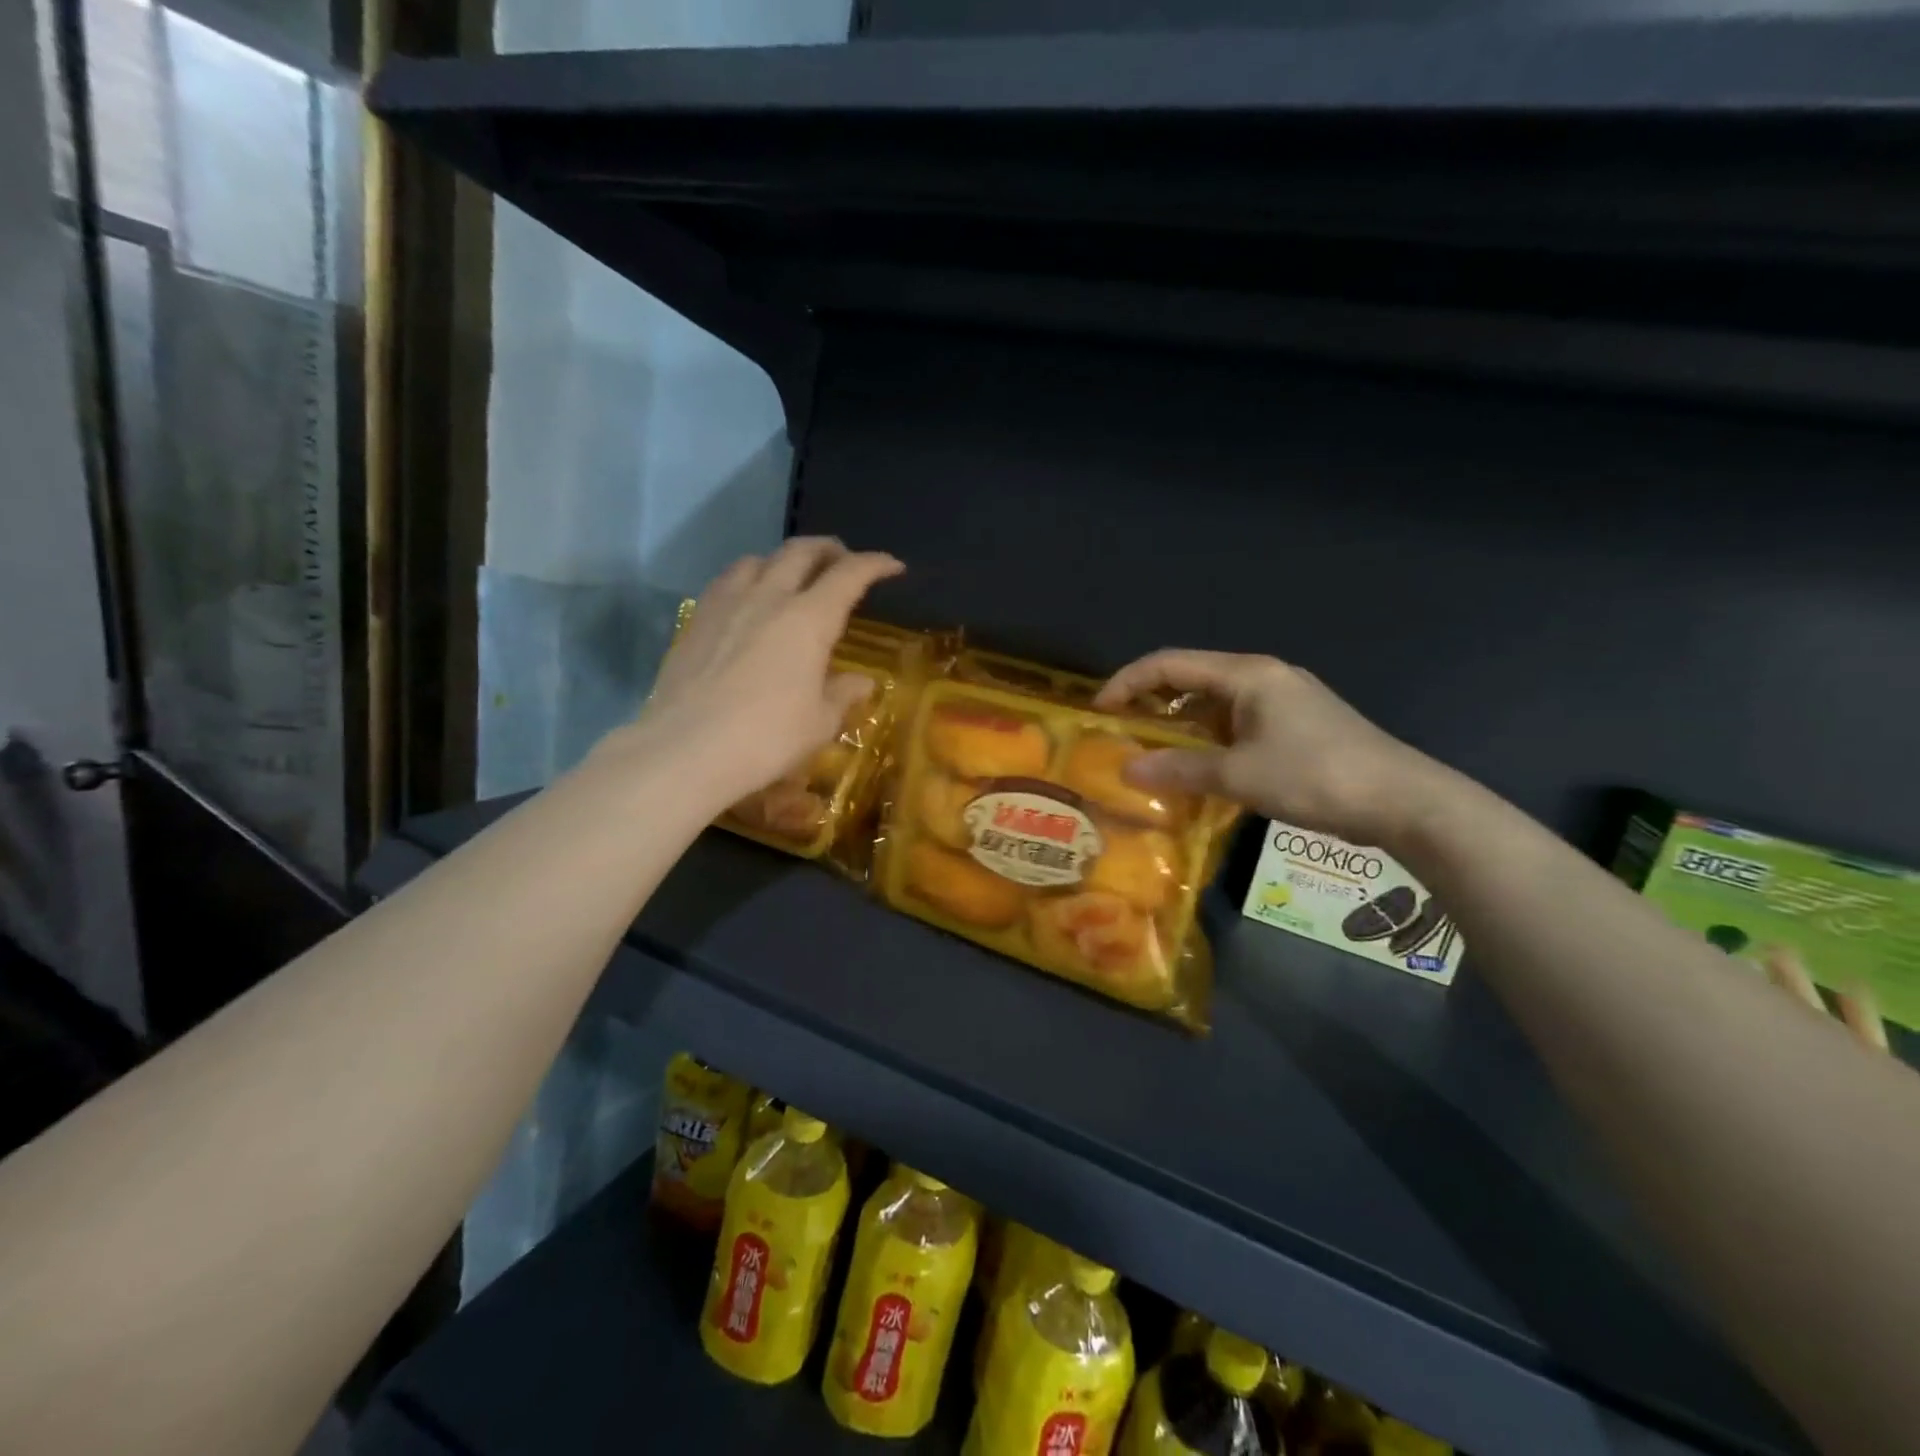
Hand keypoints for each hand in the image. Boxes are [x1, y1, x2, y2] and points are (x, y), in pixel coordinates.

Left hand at [614, 538, 903, 807]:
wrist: (686, 749)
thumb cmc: (766, 738)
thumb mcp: (819, 723)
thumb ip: (843, 694)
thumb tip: (862, 682)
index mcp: (809, 619)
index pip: (850, 574)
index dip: (875, 564)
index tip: (893, 566)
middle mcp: (769, 597)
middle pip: (802, 552)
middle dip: (830, 550)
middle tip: (844, 561)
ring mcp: (727, 604)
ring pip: (759, 559)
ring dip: (784, 561)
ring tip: (793, 578)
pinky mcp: (696, 619)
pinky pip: (727, 581)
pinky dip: (749, 578)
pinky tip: (748, 601)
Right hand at [1094, 649, 1448, 850]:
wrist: (1404, 800)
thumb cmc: (1316, 777)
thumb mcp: (1239, 776)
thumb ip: (1179, 770)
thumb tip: (1126, 769)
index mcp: (1247, 674)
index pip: (1169, 664)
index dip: (1127, 682)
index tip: (1099, 711)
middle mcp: (1262, 676)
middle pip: (1190, 678)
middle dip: (1150, 702)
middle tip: (1118, 732)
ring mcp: (1282, 699)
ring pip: (1213, 702)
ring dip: (1179, 724)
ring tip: (1149, 752)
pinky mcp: (1295, 723)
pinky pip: (1235, 721)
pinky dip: (1207, 738)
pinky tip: (1197, 766)